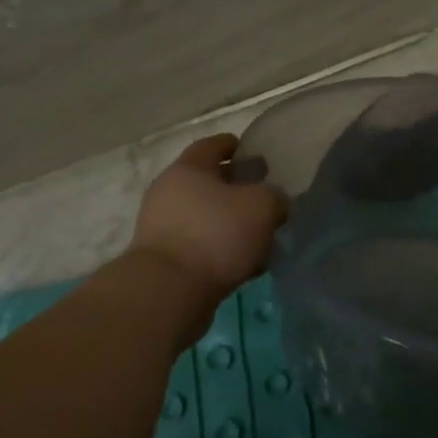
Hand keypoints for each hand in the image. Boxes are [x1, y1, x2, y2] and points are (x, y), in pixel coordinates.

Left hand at [130, 134, 285, 300]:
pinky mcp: (165, 260)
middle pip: (207, 182)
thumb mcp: (262, 206)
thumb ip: (275, 197)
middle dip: (235, 187)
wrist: (168, 292)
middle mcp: (169, 192)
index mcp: (188, 169)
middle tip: (263, 195)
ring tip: (260, 234)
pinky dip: (221, 249)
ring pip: (205, 217)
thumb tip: (274, 203)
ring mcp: (162, 228)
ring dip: (230, 223)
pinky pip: (200, 246)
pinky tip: (245, 263)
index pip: (212, 145)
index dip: (233, 145)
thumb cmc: (215, 234)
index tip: (251, 150)